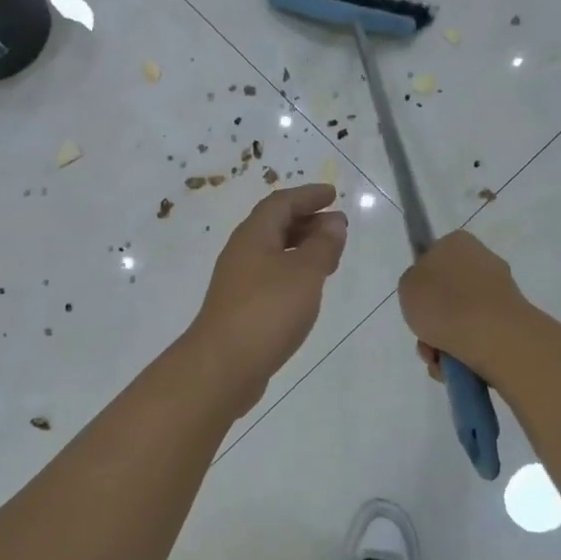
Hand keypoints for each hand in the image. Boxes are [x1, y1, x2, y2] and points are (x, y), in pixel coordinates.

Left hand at [186, 185, 348, 416]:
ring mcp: (238, 281)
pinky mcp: (240, 307)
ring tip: (330, 257)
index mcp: (253, 235)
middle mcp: (242, 252)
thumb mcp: (304, 273)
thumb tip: (333, 222)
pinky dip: (292, 271)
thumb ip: (323, 245)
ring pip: (272, 252)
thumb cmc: (268, 310)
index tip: (333, 195)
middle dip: (306, 220)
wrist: (223, 365)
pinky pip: (270, 276)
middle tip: (337, 227)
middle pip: (274, 225)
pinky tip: (307, 289)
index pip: (281, 202)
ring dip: (301, 247)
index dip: (308, 195)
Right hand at [397, 231, 530, 382]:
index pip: (435, 255)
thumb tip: (429, 291)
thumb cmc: (442, 302)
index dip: (423, 281)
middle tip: (424, 337)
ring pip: (462, 318)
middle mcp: (484, 261)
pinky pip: (479, 336)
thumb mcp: (407, 286)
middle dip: (434, 319)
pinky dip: (464, 352)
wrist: (491, 335)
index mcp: (457, 243)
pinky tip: (455, 366)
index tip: (416, 301)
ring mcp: (501, 292)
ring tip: (438, 359)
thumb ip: (414, 283)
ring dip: (445, 341)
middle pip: (448, 293)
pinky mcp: (513, 321)